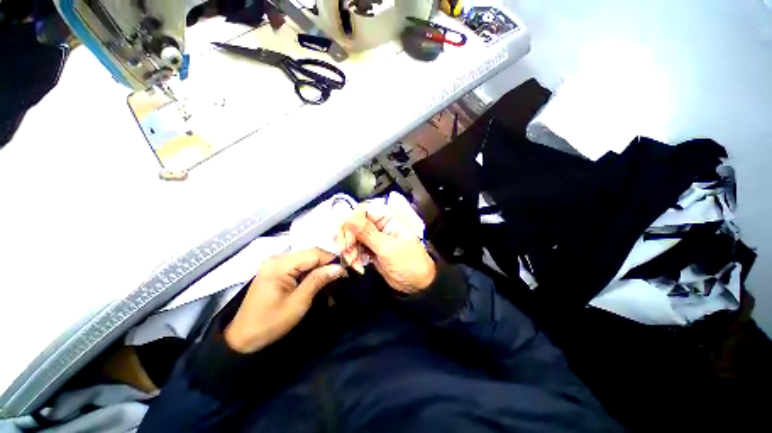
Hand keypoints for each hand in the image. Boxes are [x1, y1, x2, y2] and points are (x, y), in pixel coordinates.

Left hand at [225, 249, 346, 353]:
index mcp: (279, 264)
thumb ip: (318, 280)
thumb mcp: (298, 302)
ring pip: (305, 258)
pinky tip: (316, 280)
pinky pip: (298, 264)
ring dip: (319, 267)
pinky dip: (309, 271)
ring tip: (330, 280)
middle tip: (340, 276)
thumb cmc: (271, 322)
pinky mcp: (275, 269)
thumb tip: (339, 268)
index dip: (331, 260)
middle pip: (309, 253)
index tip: (345, 270)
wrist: (244, 338)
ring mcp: (274, 262)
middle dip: (326, 263)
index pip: (313, 254)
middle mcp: (276, 258)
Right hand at [338, 204, 435, 293]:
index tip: (349, 238)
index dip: (352, 221)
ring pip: (352, 236)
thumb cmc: (409, 263)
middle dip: (348, 238)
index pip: (363, 209)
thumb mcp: (387, 248)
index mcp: (388, 217)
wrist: (416, 283)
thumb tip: (349, 218)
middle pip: (354, 222)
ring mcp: (374, 236)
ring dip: (349, 249)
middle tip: (347, 252)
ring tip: (354, 262)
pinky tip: (357, 265)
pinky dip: (352, 256)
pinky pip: (355, 247)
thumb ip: (367, 233)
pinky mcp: (370, 248)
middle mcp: (379, 223)